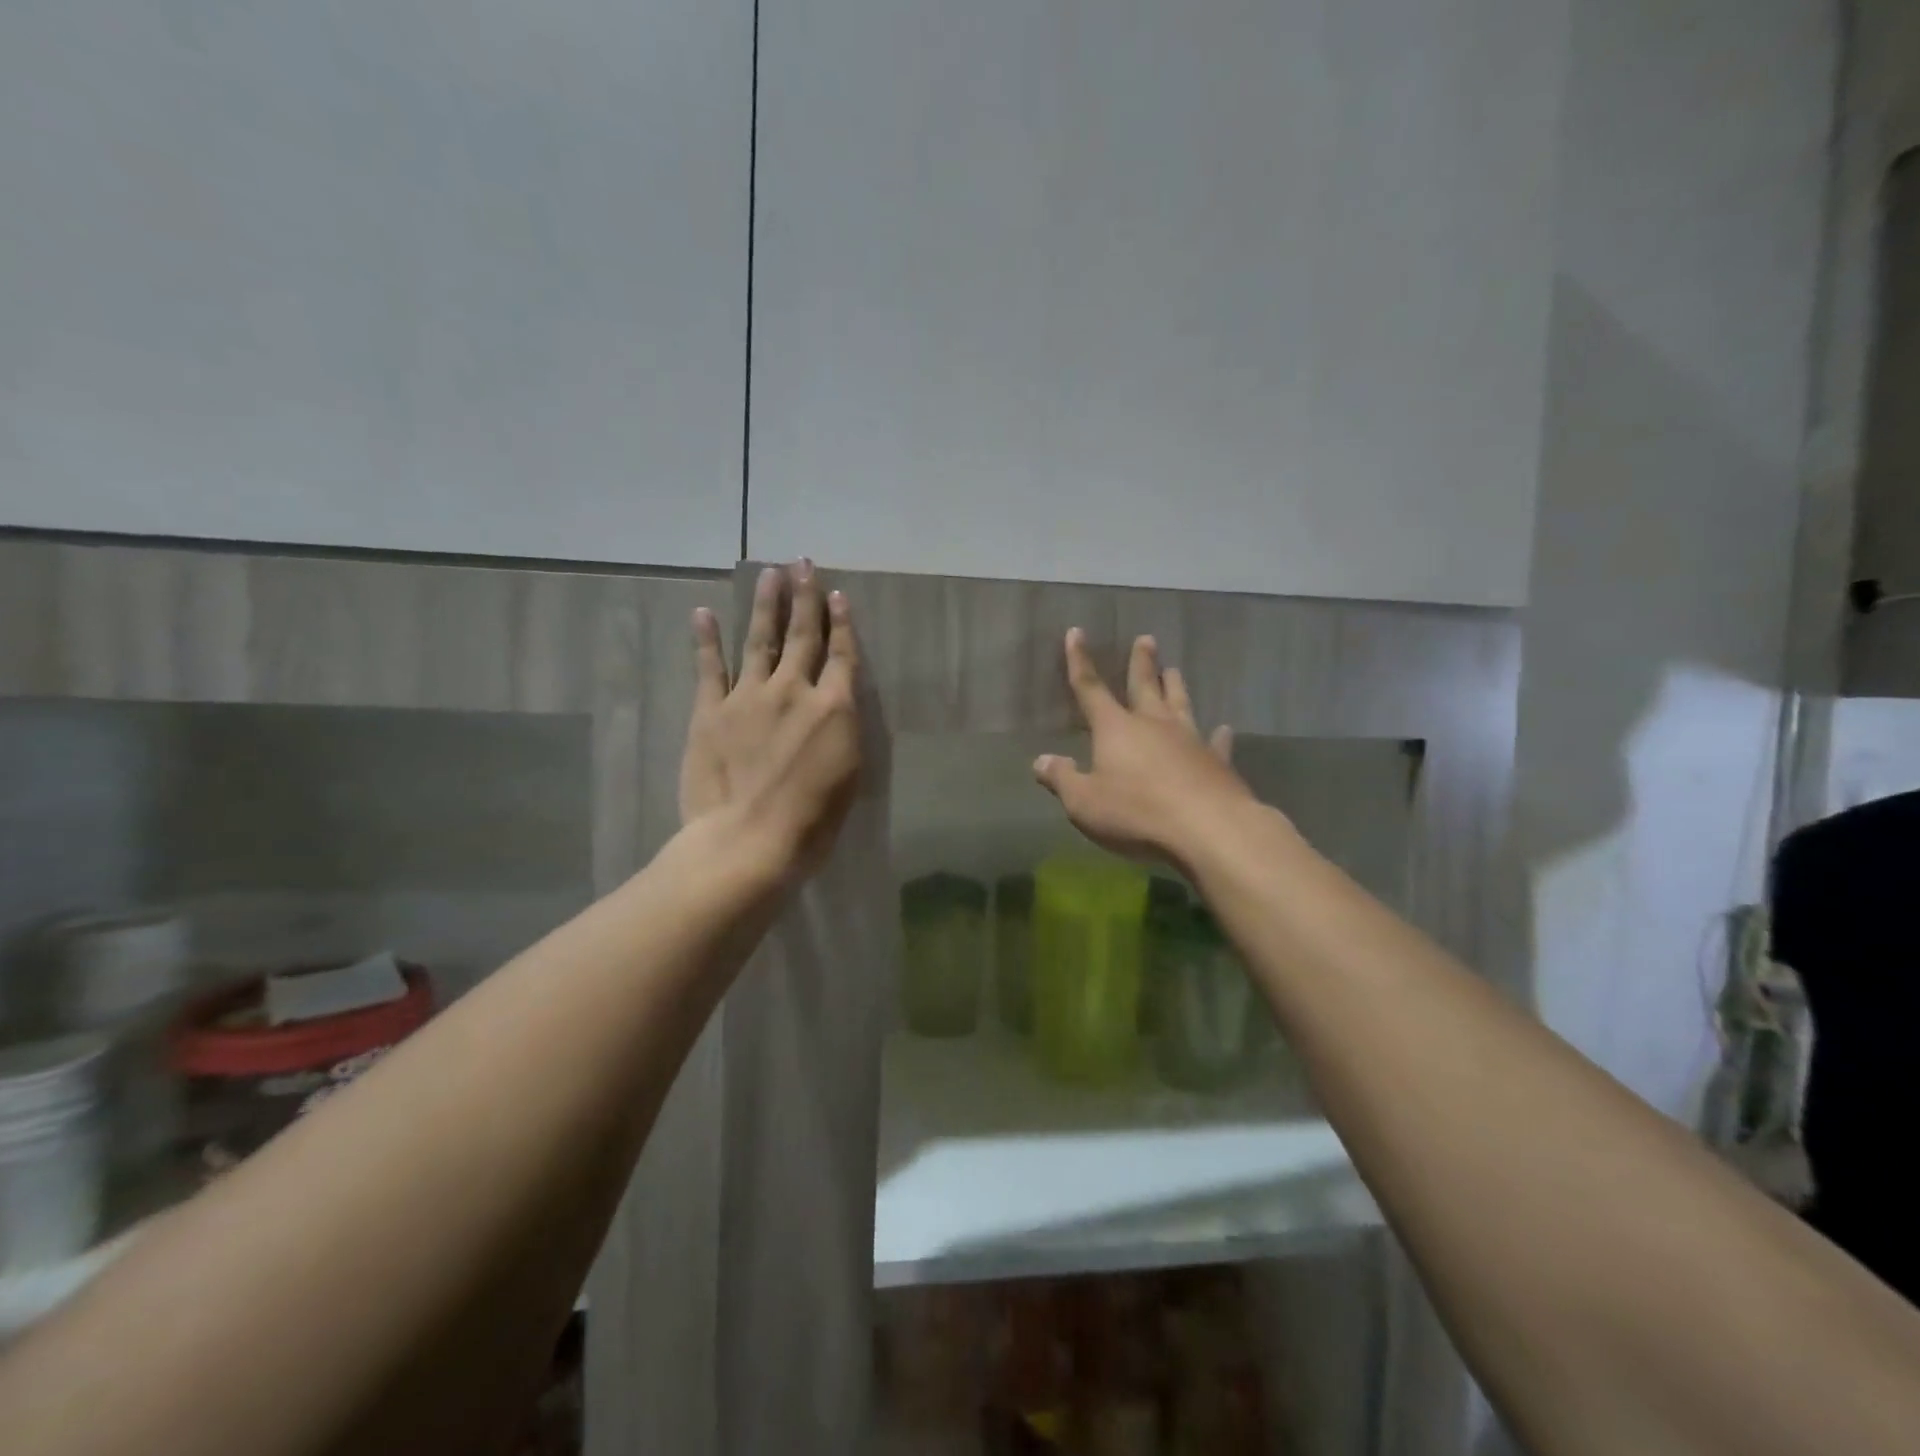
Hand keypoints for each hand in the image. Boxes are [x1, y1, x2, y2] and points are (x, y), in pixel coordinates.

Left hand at [681, 561, 862, 884]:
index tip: (837, 595)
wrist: (749, 839)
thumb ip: (842, 731)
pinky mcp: (711, 711)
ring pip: (760, 640)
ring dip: (765, 605)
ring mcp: (749, 696)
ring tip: (768, 574)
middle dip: (805, 598)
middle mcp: (794, 690)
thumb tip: (835, 705)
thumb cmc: (811, 821)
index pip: (842, 656)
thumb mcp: (848, 775)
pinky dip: (706, 639)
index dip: (841, 623)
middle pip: (802, 636)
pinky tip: (704, 613)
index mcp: (833, 709)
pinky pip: (709, 668)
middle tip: (803, 564)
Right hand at [1034, 629, 1251, 868]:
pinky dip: (1218, 735)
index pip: (1090, 689)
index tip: (1076, 633)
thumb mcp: (1084, 802)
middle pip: (1144, 686)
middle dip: (1141, 663)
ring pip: (1180, 704)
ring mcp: (1189, 740)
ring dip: (1175, 686)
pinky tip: (1224, 729)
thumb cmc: (1136, 812)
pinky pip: (1216, 742)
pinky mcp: (1216, 761)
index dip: (1079, 661)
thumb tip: (1040, 761)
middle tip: (1146, 639)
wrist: (1208, 828)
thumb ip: (1062, 779)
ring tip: (1174, 669)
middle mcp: (1153, 724)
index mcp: (1115, 729)